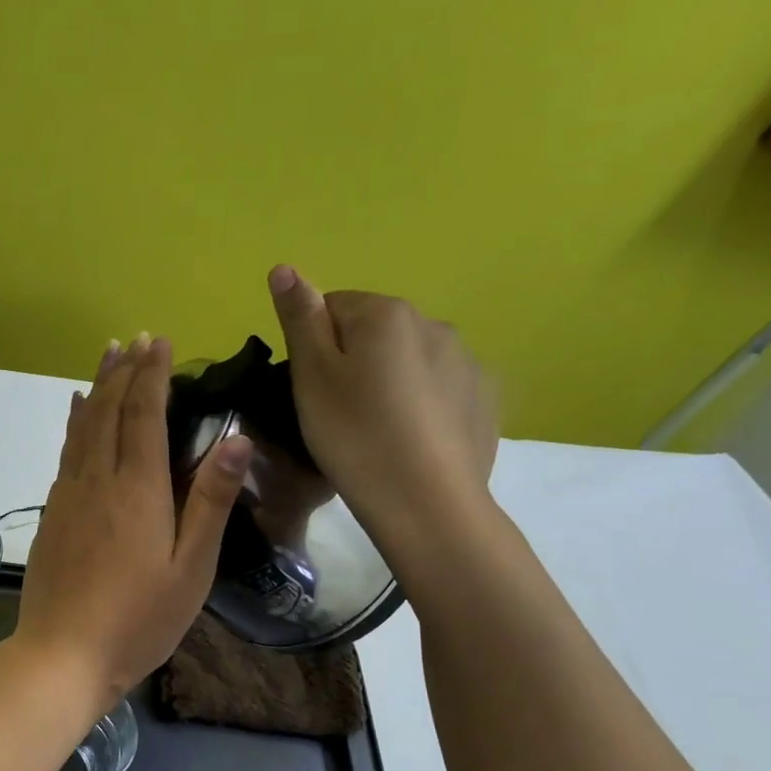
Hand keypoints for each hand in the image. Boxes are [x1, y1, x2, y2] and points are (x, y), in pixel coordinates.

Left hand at [15, 335, 251, 706]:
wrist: (61, 654)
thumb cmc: (138, 619)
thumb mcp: (190, 568)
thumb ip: (210, 501)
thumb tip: (234, 438)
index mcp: (138, 489)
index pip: (144, 416)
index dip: (152, 376)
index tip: (159, 342)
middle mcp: (98, 480)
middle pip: (109, 411)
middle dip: (124, 371)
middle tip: (135, 339)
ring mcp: (68, 496)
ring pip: (82, 427)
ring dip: (96, 388)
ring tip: (106, 357)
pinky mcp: (51, 514)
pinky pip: (66, 452)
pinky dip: (74, 423)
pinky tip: (76, 414)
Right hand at [267, 264, 498, 556]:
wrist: (426, 503)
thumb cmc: (354, 437)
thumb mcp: (311, 378)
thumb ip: (300, 319)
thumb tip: (285, 266)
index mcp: (385, 313)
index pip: (332, 307)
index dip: (312, 347)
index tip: (310, 390)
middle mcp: (433, 322)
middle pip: (373, 331)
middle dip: (353, 361)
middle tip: (337, 414)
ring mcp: (466, 359)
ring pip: (408, 359)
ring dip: (388, 380)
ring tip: (375, 430)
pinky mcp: (484, 397)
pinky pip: (439, 386)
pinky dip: (421, 403)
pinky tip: (410, 439)